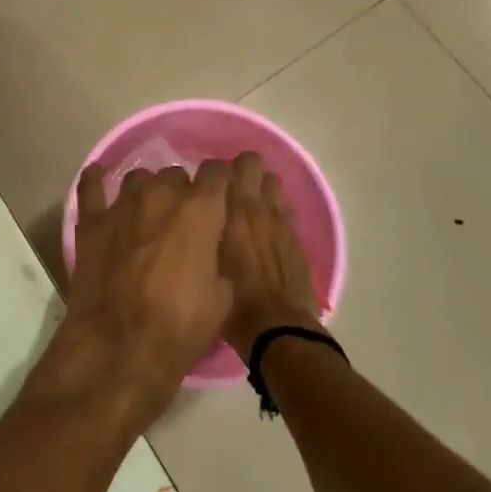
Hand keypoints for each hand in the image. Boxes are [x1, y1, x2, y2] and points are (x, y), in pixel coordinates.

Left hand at [41, 162, 233, 423]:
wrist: (120, 346)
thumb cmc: (180, 326)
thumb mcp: (222, 298)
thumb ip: (219, 259)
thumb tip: (210, 248)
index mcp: (200, 211)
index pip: (217, 173)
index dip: (221, 180)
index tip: (222, 192)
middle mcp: (161, 196)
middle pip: (176, 175)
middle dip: (183, 191)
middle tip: (184, 219)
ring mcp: (122, 205)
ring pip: (139, 178)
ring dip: (148, 190)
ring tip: (148, 210)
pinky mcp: (91, 221)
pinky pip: (91, 187)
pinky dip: (96, 180)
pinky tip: (98, 177)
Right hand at [220, 152, 324, 361]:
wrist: (279, 328)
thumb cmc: (233, 299)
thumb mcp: (205, 263)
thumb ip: (201, 232)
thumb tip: (193, 218)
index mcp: (232, 209)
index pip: (222, 166)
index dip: (212, 171)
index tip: (204, 185)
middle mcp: (258, 206)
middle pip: (253, 163)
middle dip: (241, 170)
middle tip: (227, 190)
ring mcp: (282, 220)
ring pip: (273, 184)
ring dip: (261, 189)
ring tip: (248, 209)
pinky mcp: (297, 239)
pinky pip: (285, 210)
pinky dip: (275, 213)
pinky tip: (266, 233)